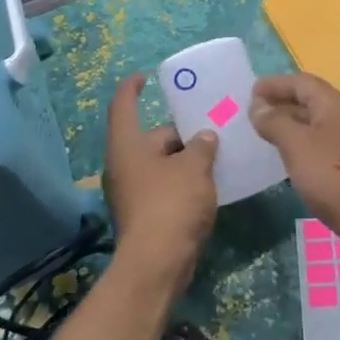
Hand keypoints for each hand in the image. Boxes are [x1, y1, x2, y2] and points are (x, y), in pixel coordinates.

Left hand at [103, 73, 218, 287]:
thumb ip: (202, 145)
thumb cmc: (171, 204)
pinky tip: (209, 183)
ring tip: (216, 154)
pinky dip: (182, 181)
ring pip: (161, 164)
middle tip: (212, 127)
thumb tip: (204, 137)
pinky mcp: (144, 214)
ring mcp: (132, 192)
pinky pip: (164, 186)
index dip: (132, 87)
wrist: (158, 263)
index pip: (123, 105)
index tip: (145, 76)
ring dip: (185, 159)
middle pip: (151, 138)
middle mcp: (124, 165)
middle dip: (180, 133)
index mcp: (127, 145)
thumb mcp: (194, 167)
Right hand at [250, 73, 339, 244]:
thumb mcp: (296, 144)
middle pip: (308, 100)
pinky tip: (283, 154)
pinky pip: (316, 143)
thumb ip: (275, 121)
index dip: (275, 84)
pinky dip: (297, 143)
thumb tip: (257, 105)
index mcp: (333, 104)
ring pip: (312, 123)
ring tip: (262, 132)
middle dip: (280, 103)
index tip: (251, 92)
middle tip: (253, 112)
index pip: (301, 82)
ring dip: (288, 124)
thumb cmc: (330, 173)